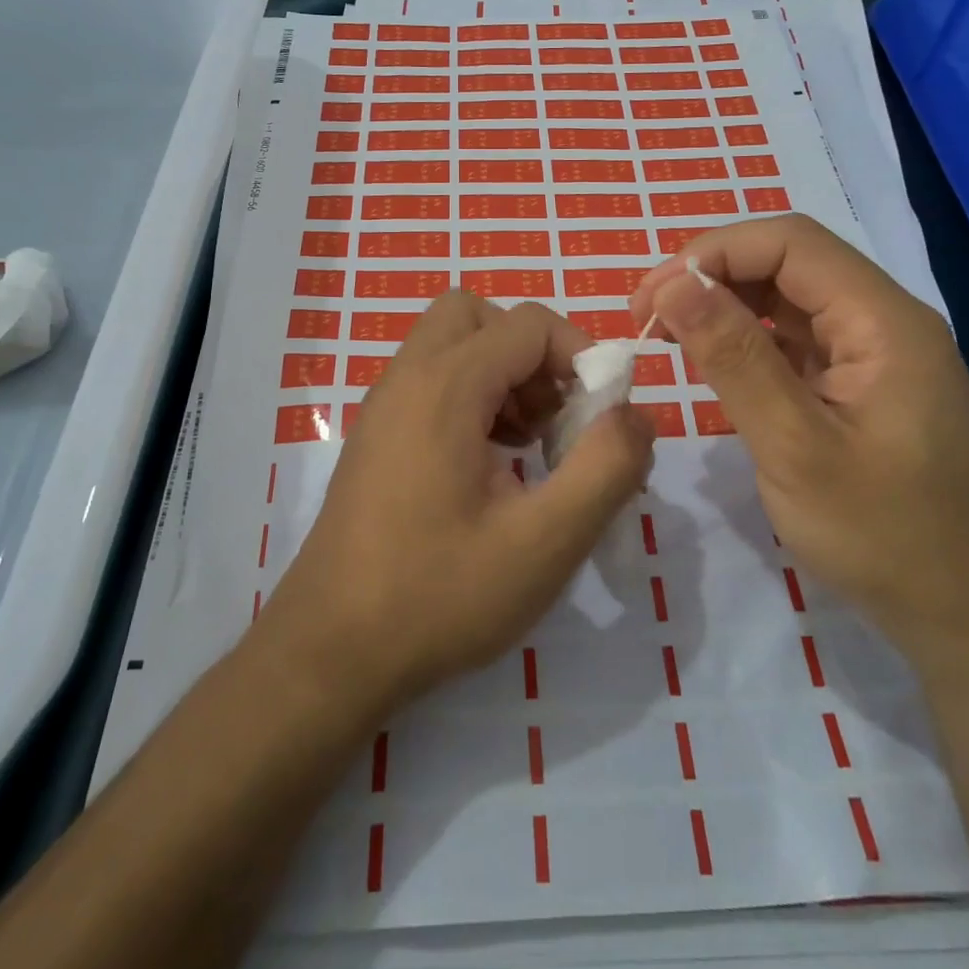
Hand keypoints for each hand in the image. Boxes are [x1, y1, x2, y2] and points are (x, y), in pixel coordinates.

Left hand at [255, 292, 655, 721]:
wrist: (330, 652)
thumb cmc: (438, 596)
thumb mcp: (545, 542)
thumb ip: (606, 468)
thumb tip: (638, 415)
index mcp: (444, 386)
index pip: (528, 325)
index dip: (580, 357)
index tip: (602, 416)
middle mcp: (407, 379)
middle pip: (478, 317)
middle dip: (531, 353)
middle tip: (555, 417)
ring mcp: (384, 407)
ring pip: (453, 345)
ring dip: (503, 376)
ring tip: (529, 446)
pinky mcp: (377, 437)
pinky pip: (432, 382)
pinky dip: (473, 399)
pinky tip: (492, 468)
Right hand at [630, 214, 968, 662]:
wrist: (964, 613)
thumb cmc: (882, 534)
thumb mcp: (795, 447)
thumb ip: (734, 358)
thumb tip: (673, 284)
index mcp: (883, 320)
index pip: (790, 243)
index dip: (712, 254)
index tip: (651, 298)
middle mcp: (882, 320)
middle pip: (788, 262)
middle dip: (711, 275)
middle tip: (647, 317)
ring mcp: (872, 351)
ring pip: (787, 297)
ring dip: (723, 304)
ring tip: (666, 333)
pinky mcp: (858, 382)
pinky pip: (795, 337)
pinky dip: (745, 339)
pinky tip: (710, 360)